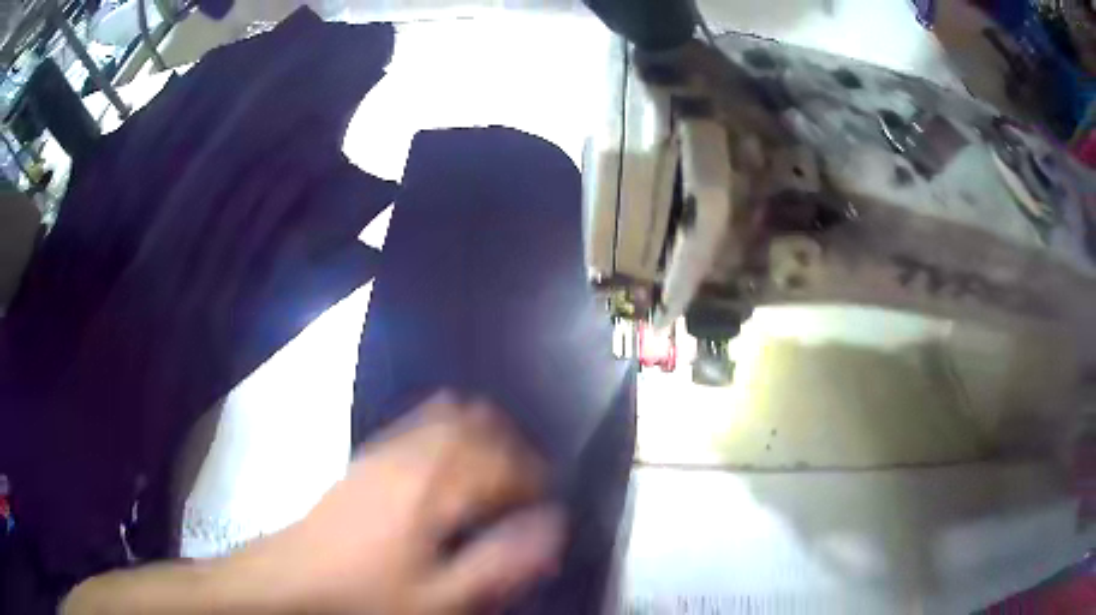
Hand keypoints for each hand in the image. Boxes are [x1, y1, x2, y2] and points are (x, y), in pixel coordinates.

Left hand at [243, 392, 564, 613]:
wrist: (293, 579)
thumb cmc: (367, 594)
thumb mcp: (440, 598)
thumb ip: (500, 563)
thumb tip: (553, 526)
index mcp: (433, 489)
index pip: (502, 463)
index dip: (534, 478)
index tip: (549, 500)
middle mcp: (412, 457)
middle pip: (477, 429)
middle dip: (513, 449)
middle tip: (529, 480)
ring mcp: (385, 452)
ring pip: (447, 418)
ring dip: (482, 432)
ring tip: (500, 459)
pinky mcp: (368, 458)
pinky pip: (416, 422)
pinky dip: (446, 423)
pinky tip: (450, 441)